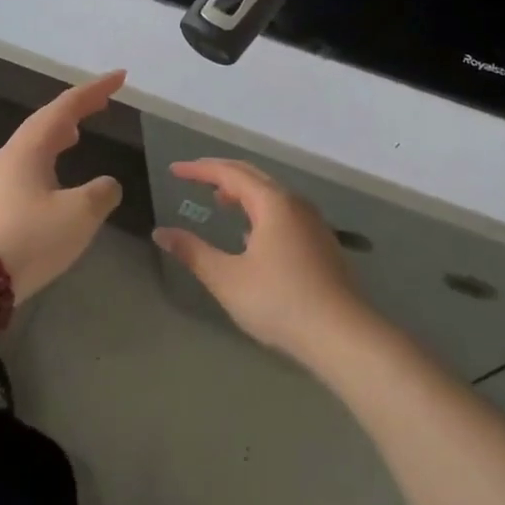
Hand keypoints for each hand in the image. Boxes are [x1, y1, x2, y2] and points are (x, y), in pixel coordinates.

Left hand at [0, 70, 126, 299]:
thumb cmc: (28, 240)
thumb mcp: (79, 215)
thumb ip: (101, 194)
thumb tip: (107, 185)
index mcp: (29, 149)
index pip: (66, 107)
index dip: (94, 90)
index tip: (119, 77)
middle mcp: (9, 158)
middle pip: (44, 122)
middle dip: (75, 109)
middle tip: (101, 103)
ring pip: (32, 147)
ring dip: (57, 135)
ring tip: (76, 134)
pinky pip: (25, 169)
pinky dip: (46, 161)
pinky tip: (52, 180)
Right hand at [153, 159, 372, 365]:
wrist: (342, 335)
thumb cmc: (280, 302)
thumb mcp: (227, 279)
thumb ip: (193, 252)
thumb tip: (161, 233)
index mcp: (272, 203)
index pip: (230, 173)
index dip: (199, 169)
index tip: (174, 170)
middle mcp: (295, 203)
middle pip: (253, 176)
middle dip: (221, 173)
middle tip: (194, 177)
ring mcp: (313, 223)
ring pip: (272, 195)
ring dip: (243, 192)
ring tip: (220, 201)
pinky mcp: (321, 243)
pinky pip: (284, 212)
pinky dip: (260, 210)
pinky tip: (251, 235)